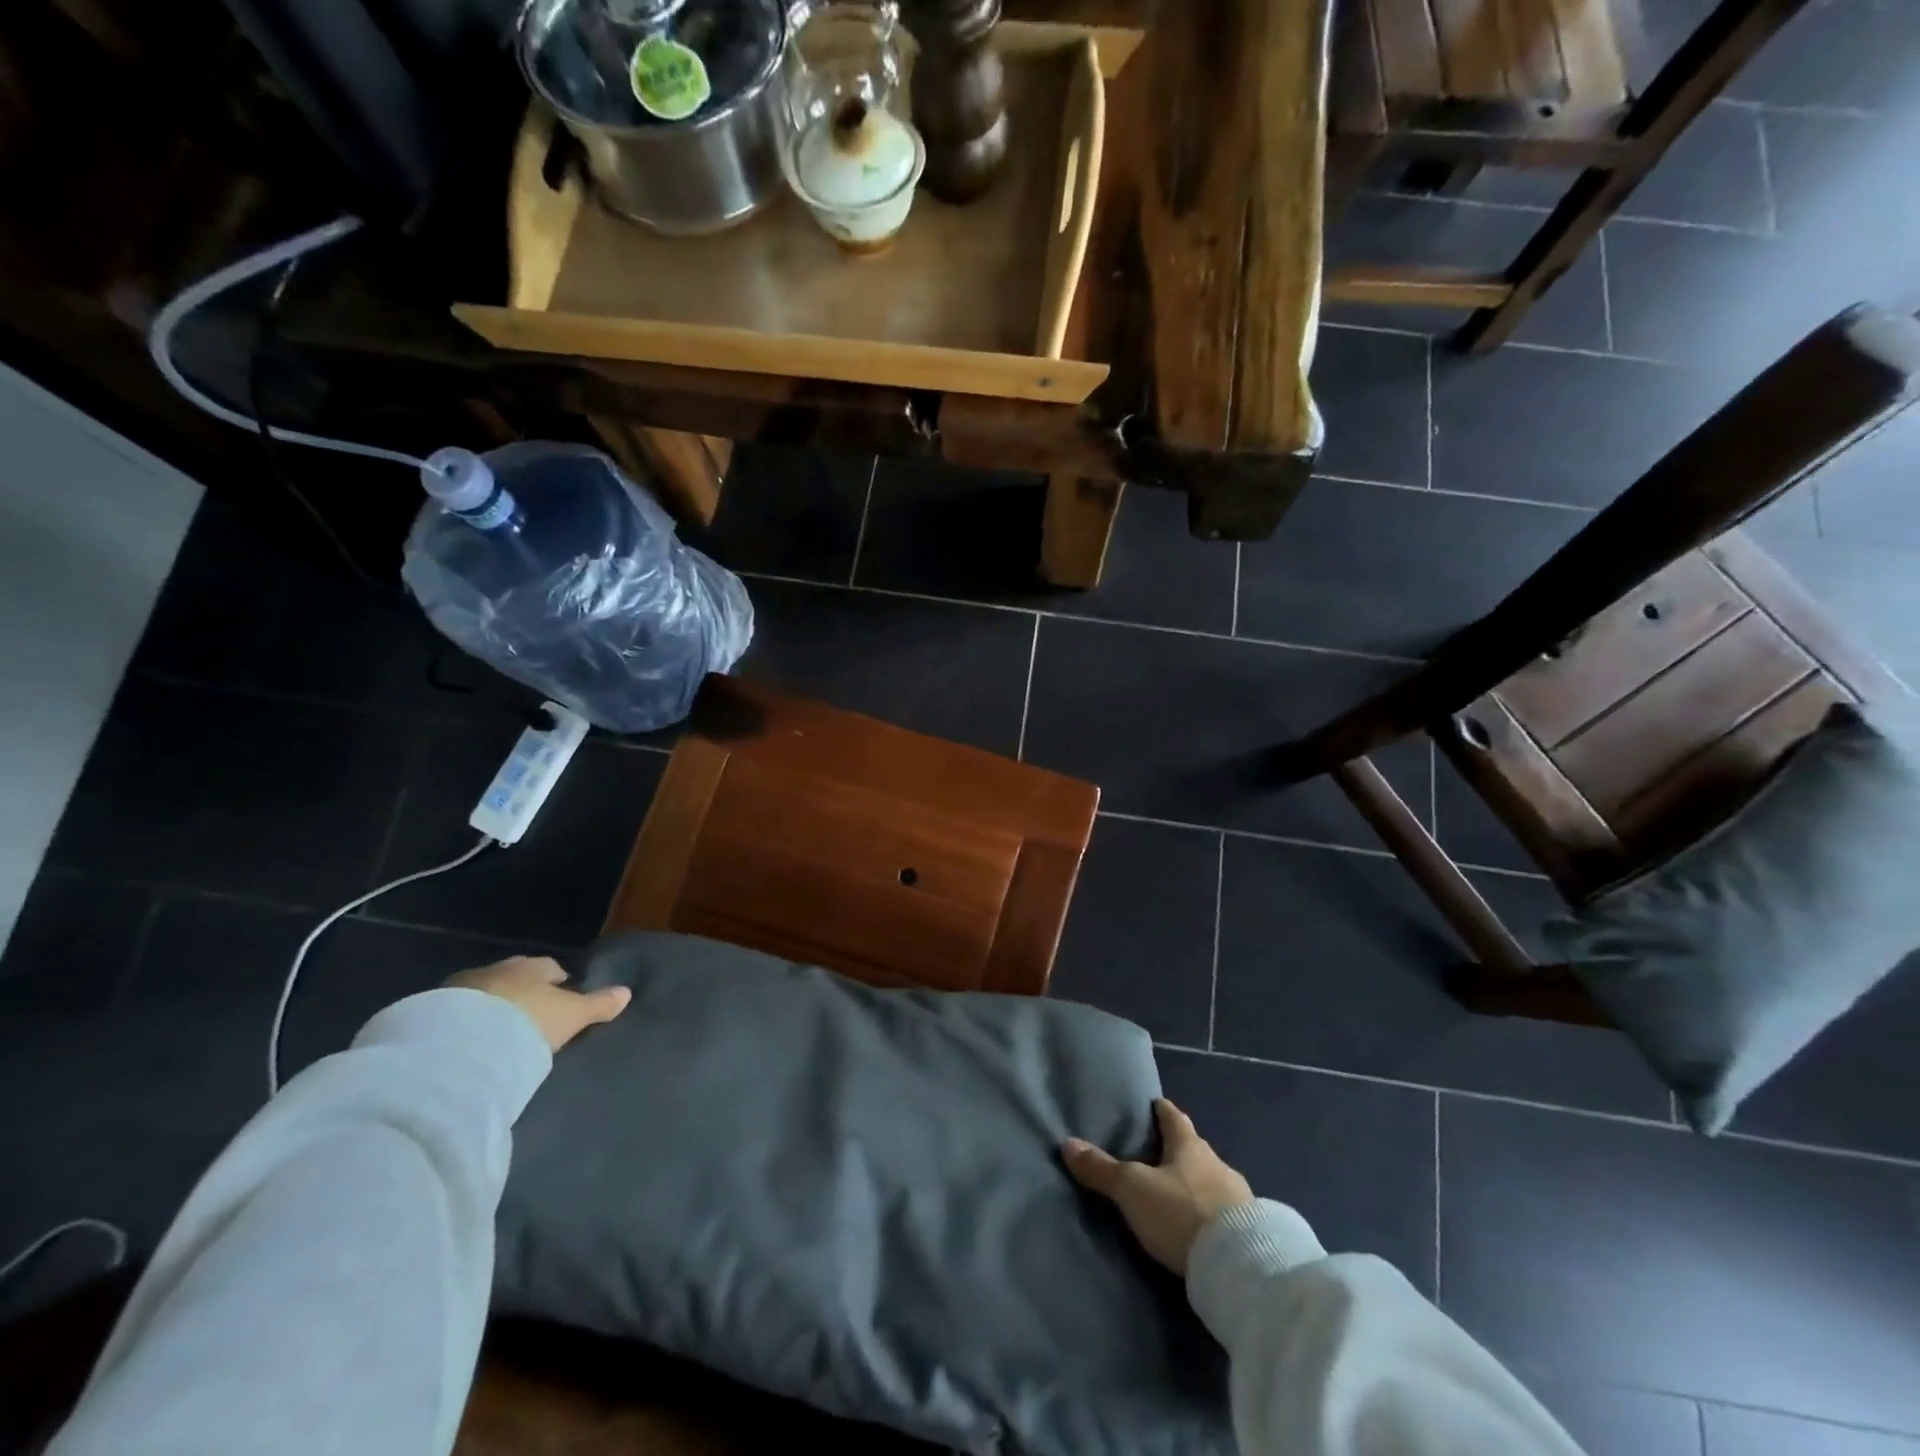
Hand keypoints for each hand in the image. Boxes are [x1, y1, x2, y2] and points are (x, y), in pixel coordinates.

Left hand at [446, 956, 630, 1052]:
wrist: (459, 1044)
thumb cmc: (526, 1022)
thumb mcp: (571, 1016)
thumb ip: (598, 1005)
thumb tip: (627, 992)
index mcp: (531, 966)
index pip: (550, 968)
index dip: (557, 983)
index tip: (561, 1000)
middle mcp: (495, 970)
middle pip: (513, 979)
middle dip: (520, 995)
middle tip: (528, 1020)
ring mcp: (457, 990)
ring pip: (481, 996)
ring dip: (488, 1010)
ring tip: (495, 1036)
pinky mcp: (426, 1014)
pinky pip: (452, 1017)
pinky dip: (461, 1026)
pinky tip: (466, 1046)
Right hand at [1062, 1099, 1254, 1274]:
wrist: (1241, 1267)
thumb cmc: (1182, 1213)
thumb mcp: (1133, 1190)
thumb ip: (1102, 1169)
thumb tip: (1068, 1144)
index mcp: (1190, 1146)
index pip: (1174, 1118)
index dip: (1163, 1110)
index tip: (1156, 1104)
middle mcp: (1217, 1164)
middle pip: (1194, 1150)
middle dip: (1178, 1152)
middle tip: (1158, 1156)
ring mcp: (1239, 1199)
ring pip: (1211, 1182)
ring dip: (1196, 1186)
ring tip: (1176, 1196)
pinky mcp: (1251, 1233)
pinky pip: (1224, 1214)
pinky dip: (1210, 1215)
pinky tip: (1200, 1228)